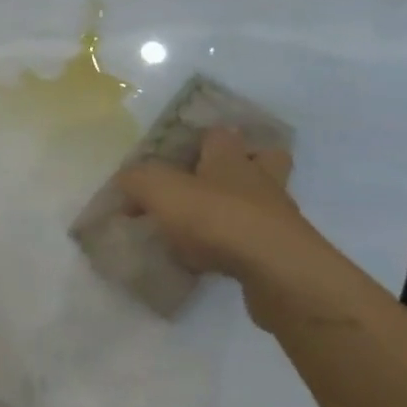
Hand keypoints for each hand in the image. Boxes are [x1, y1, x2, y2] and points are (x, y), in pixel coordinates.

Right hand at [115, 127, 313, 285]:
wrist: (276, 272)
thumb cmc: (216, 217)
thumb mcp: (159, 190)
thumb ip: (136, 180)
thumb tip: (125, 180)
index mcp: (230, 157)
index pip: (220, 134)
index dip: (201, 139)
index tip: (176, 154)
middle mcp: (258, 180)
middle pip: (262, 159)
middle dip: (243, 165)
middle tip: (207, 181)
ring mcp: (276, 218)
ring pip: (261, 203)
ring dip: (237, 210)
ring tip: (202, 227)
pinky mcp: (281, 254)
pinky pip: (256, 242)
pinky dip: (236, 248)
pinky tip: (209, 261)